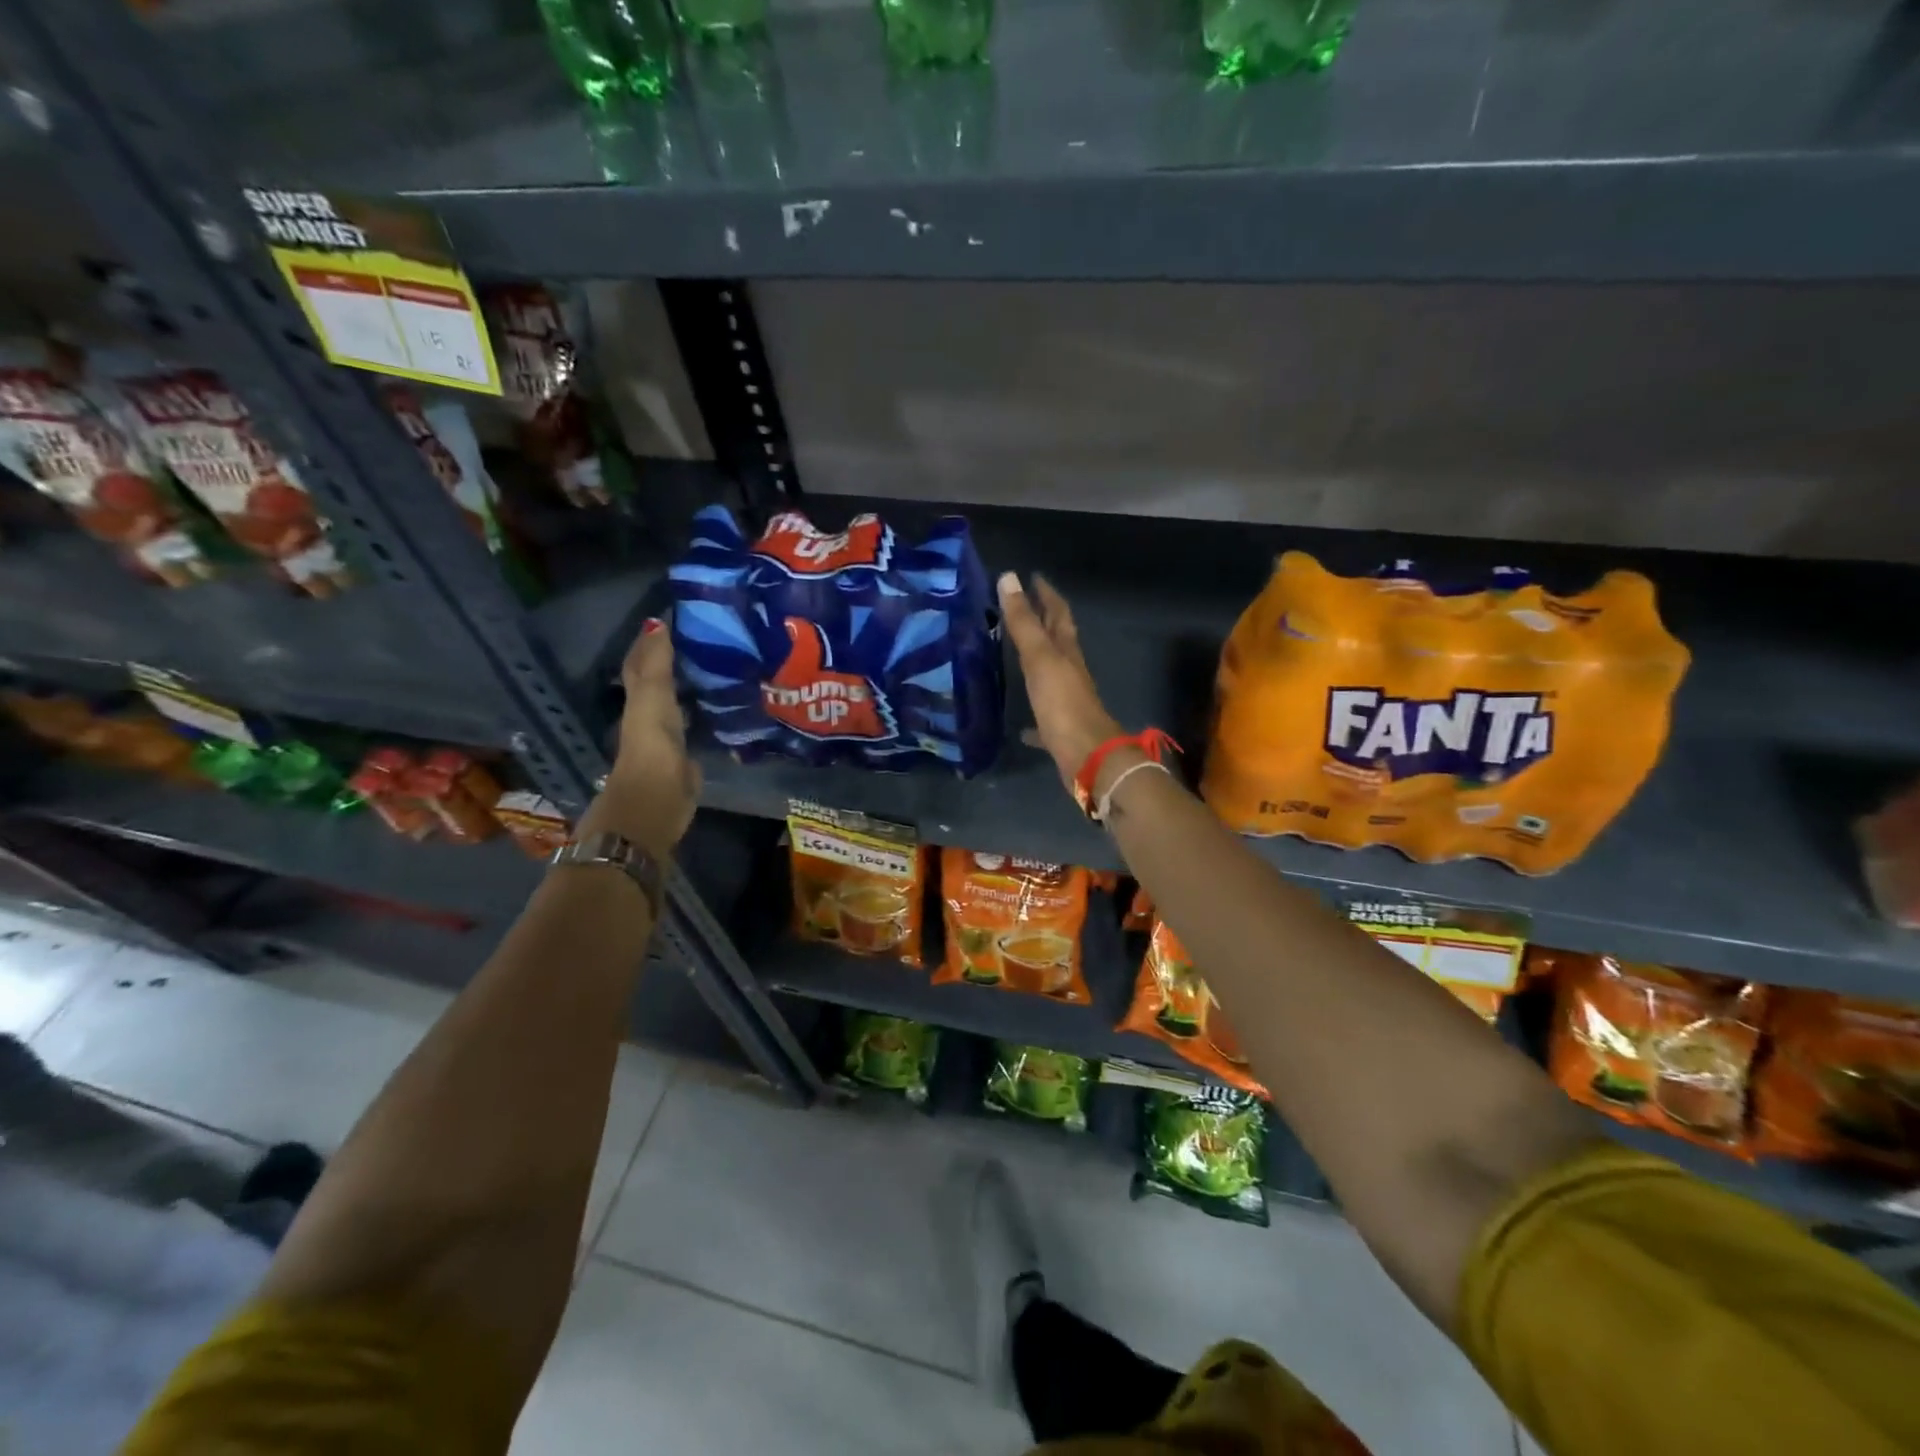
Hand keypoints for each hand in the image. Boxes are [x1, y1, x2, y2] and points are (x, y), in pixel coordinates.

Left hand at [578, 618, 701, 857]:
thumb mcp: (653, 698)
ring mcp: (671, 736)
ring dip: (693, 685)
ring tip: (719, 663)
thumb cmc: (651, 747)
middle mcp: (653, 714)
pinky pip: (698, 724)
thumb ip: (657, 664)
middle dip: (674, 660)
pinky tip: (725, 703)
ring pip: (680, 702)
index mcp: (640, 699)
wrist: (655, 802)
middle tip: (703, 637)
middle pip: (660, 681)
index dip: (651, 641)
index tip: (673, 617)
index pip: (643, 664)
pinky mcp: (689, 755)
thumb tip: (657, 622)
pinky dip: (707, 710)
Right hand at [997, 571, 1122, 794]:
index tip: (1033, 577)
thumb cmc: (1063, 703)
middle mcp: (1069, 672)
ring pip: (1050, 675)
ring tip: (1015, 656)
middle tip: (1021, 609)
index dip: (1046, 594)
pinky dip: (1032, 717)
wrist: (1087, 757)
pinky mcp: (1060, 729)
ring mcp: (1066, 701)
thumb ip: (1023, 622)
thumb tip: (1009, 577)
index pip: (1058, 613)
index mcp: (1066, 651)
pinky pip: (1043, 717)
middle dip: (1043, 623)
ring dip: (1036, 663)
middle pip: (1058, 641)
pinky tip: (1019, 726)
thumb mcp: (1040, 658)